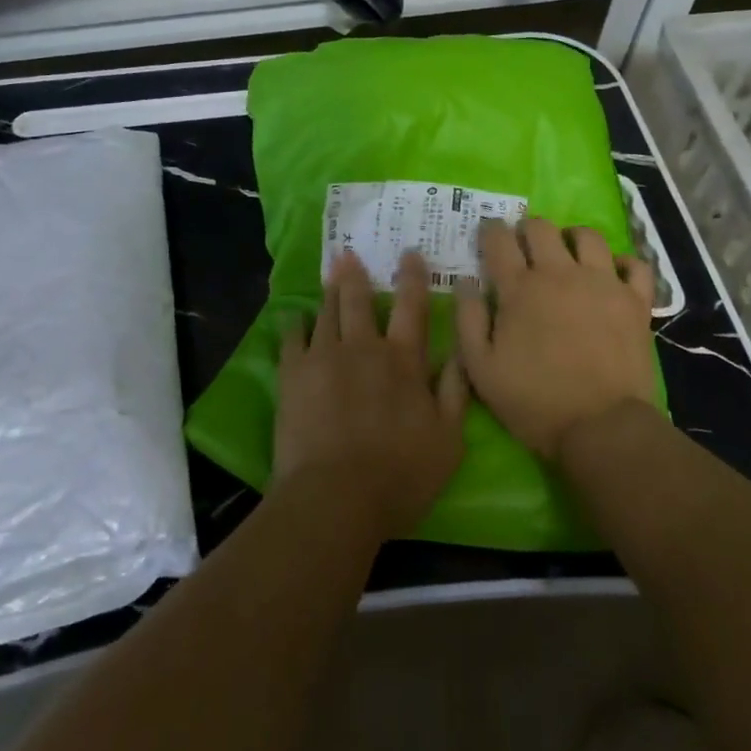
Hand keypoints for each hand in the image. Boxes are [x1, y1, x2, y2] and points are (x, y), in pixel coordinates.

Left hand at [273, 249, 467, 540]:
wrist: (336, 497)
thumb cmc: (400, 475)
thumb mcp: (448, 439)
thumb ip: (455, 391)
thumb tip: (458, 351)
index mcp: (403, 360)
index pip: (412, 307)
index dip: (412, 277)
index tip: (409, 253)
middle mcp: (364, 348)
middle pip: (360, 301)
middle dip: (356, 275)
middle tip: (349, 253)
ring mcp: (324, 358)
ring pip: (326, 313)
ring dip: (329, 292)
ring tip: (329, 274)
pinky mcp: (292, 375)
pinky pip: (291, 338)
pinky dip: (294, 324)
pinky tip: (293, 317)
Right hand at [454, 218, 656, 458]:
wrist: (601, 427)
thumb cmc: (534, 400)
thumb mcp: (481, 369)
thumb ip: (467, 320)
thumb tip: (465, 282)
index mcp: (520, 288)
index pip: (499, 240)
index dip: (490, 231)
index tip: (488, 235)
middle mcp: (560, 274)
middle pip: (541, 228)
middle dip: (527, 229)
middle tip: (524, 246)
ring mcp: (602, 283)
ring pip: (588, 236)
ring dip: (572, 238)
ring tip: (568, 254)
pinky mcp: (635, 301)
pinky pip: (634, 265)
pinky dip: (622, 263)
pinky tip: (612, 274)